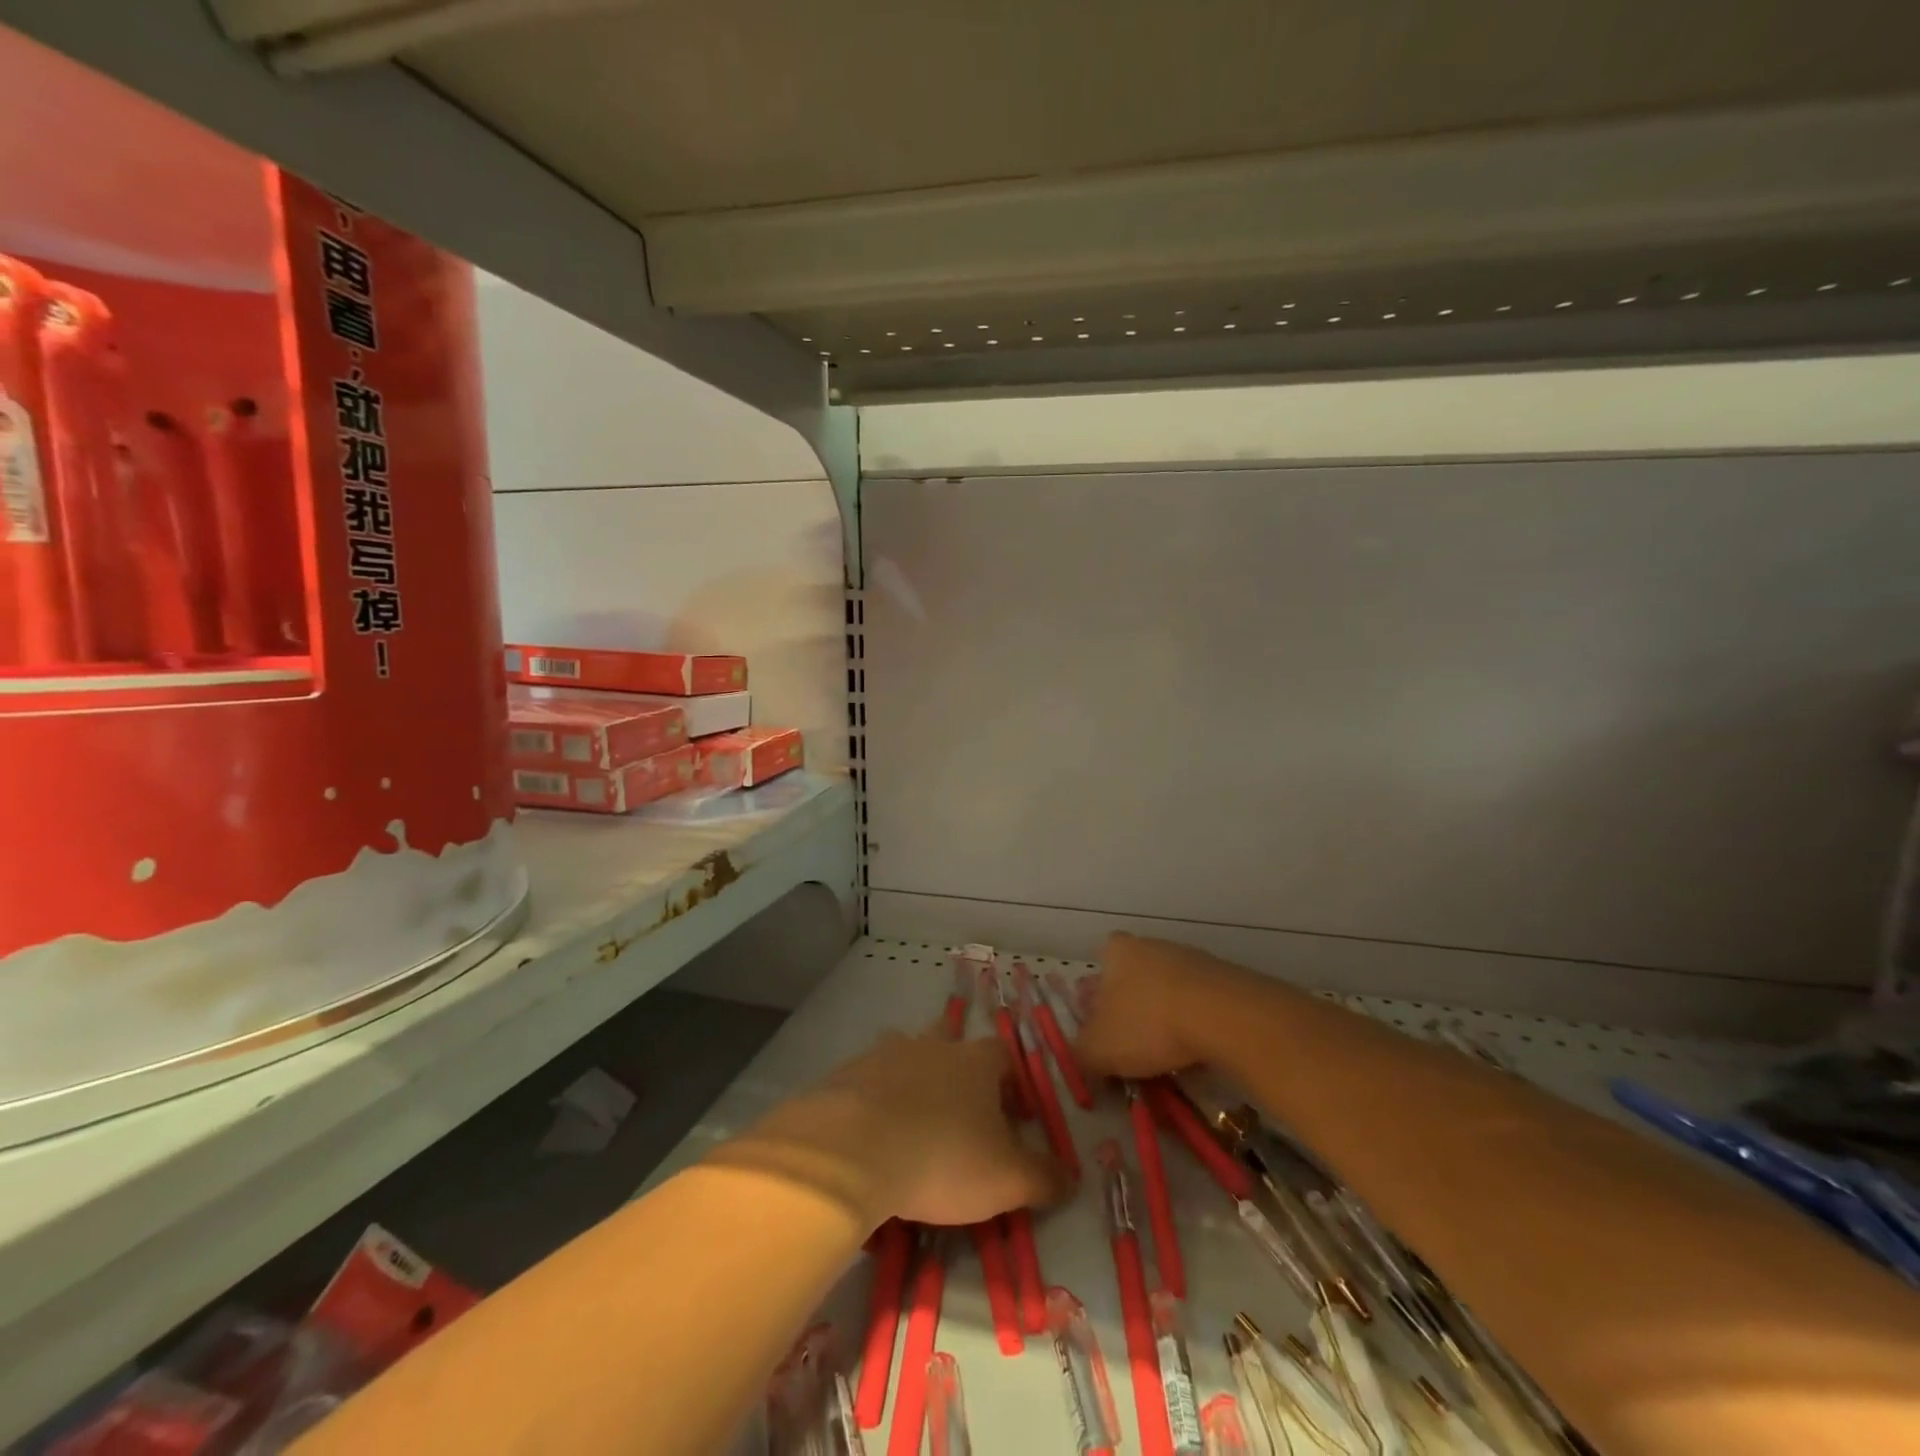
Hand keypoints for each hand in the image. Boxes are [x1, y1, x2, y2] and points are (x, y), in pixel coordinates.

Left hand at [724, 1028, 1071, 1230]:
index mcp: (975, 1061)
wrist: (854, 1148)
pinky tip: (872, 1137)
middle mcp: (932, 1046)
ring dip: (913, 1082)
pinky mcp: (847, 1074)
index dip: (1013, 1084)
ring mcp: (886, 1054)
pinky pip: (868, 1081)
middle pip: (952, 1042)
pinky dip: (875, 1101)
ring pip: (906, 1057)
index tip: (1015, 1119)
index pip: (1004, 1056)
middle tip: (960, 1115)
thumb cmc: (943, 1157)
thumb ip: (1044, 1177)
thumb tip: (1070, 1177)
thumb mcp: (1007, 1179)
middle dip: (958, 1072)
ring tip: (913, 1124)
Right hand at [1075, 932, 1244, 1079]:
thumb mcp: (1098, 1049)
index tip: (1102, 1027)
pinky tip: (1195, 1047)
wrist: (1223, 1016)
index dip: (1097, 998)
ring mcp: (1189, 958)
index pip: (1099, 967)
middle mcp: (1150, 945)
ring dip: (1164, 1015)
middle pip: (1133, 976)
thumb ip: (1082, 1052)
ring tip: (1166, 1052)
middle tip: (1132, 1042)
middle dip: (1131, 1007)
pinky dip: (1194, 1021)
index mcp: (1115, 952)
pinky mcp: (1222, 977)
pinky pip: (1198, 1002)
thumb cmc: (1148, 1024)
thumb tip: (1084, 1054)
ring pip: (1166, 989)